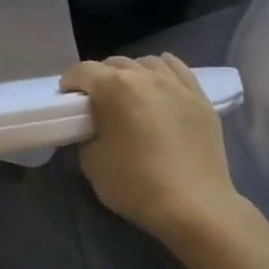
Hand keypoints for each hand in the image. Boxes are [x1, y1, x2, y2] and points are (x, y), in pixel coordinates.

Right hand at [62, 55, 249, 248]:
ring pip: (148, 63)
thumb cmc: (136, 184)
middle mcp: (145, 76)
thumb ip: (87, 136)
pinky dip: (164, 72)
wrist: (194, 206)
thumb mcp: (92, 163)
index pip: (83, 71)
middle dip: (100, 77)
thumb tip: (92, 129)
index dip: (70, 83)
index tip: (67, 100)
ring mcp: (177, 85)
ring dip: (133, 73)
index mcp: (114, 87)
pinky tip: (161, 85)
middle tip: (97, 102)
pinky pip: (179, 70)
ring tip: (131, 93)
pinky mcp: (201, 99)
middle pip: (115, 63)